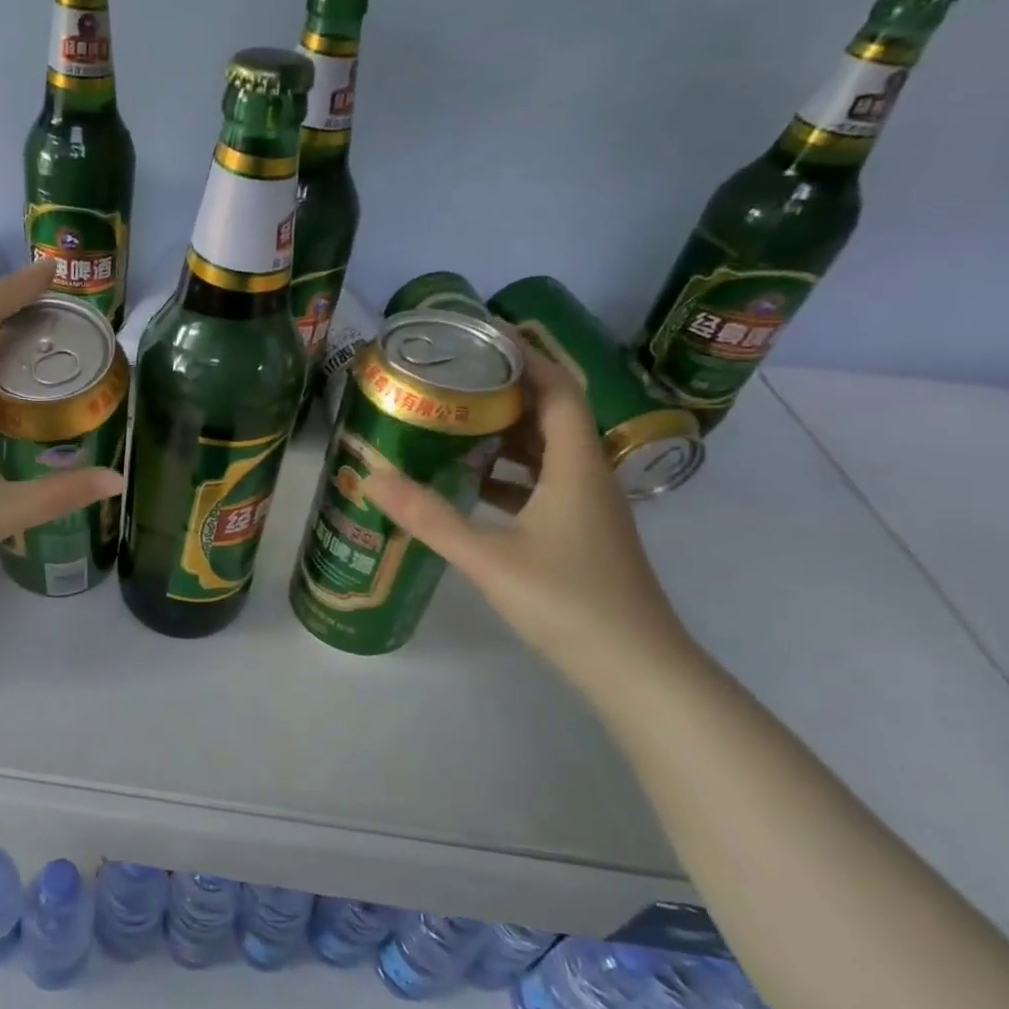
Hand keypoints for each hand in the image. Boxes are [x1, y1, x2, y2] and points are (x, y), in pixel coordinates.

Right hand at [362, 340, 696, 690]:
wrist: (637, 670)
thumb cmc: (569, 602)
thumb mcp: (488, 557)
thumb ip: (429, 516)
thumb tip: (371, 476)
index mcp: (575, 468)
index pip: (558, 392)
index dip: (526, 359)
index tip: (483, 337)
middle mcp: (587, 478)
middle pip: (552, 417)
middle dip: (506, 392)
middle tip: (453, 380)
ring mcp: (587, 510)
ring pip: (547, 453)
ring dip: (506, 434)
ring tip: (453, 423)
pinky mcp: (581, 536)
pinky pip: (543, 485)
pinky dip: (509, 475)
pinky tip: (471, 485)